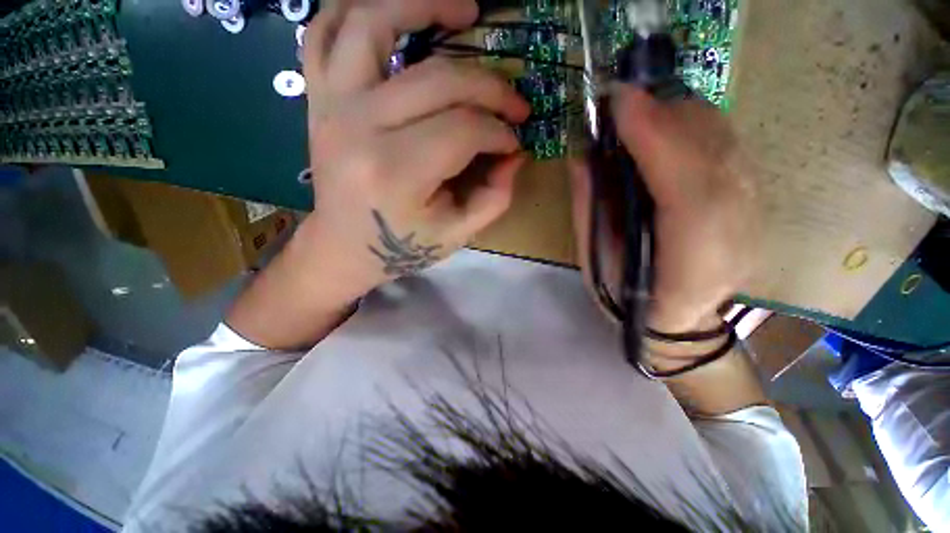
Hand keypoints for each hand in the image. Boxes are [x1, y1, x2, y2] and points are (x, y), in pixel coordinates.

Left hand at [299, 0, 529, 300]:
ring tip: (464, 10)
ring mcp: (331, 106)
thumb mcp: (458, 233)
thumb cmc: (402, 247)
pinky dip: (357, 8)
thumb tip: (515, 152)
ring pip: (372, 22)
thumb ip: (495, 195)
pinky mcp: (317, 99)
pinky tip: (394, 11)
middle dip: (489, 86)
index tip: (514, 141)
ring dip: (421, 3)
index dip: (499, 132)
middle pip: (437, 81)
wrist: (344, 247)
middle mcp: (359, 128)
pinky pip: (324, 30)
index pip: (464, 129)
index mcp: (396, 173)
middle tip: (512, 101)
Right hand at [571, 87, 758, 337]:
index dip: (655, 139)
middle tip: (621, 102)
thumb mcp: (595, 261)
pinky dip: (695, 125)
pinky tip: (666, 127)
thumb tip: (582, 156)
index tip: (620, 101)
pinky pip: (727, 145)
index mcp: (689, 265)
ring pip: (725, 142)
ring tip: (639, 112)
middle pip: (713, 154)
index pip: (685, 190)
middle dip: (665, 114)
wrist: (680, 320)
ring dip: (678, 114)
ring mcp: (755, 214)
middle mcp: (736, 234)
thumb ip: (589, 210)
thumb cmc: (627, 297)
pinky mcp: (755, 200)